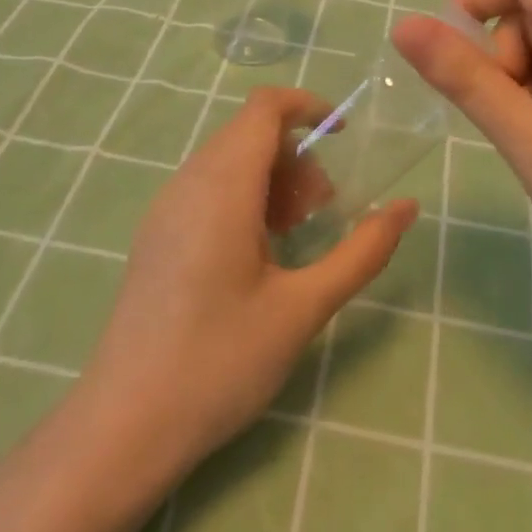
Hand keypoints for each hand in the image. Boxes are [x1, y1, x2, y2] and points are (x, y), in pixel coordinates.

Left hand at [77, 87, 416, 473]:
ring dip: (272, 178)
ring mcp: (165, 209)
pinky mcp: (156, 236)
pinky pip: (206, 189)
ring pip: (227, 161)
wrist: (124, 425)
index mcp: (222, 187)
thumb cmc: (220, 362)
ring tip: (295, 236)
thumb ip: (362, 252)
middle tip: (323, 211)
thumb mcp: (304, 307)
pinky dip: (244, 197)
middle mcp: (187, 183)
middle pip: (248, 133)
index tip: (346, 137)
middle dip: (297, 155)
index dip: (310, 106)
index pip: (265, 108)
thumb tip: (407, 207)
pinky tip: (258, 256)